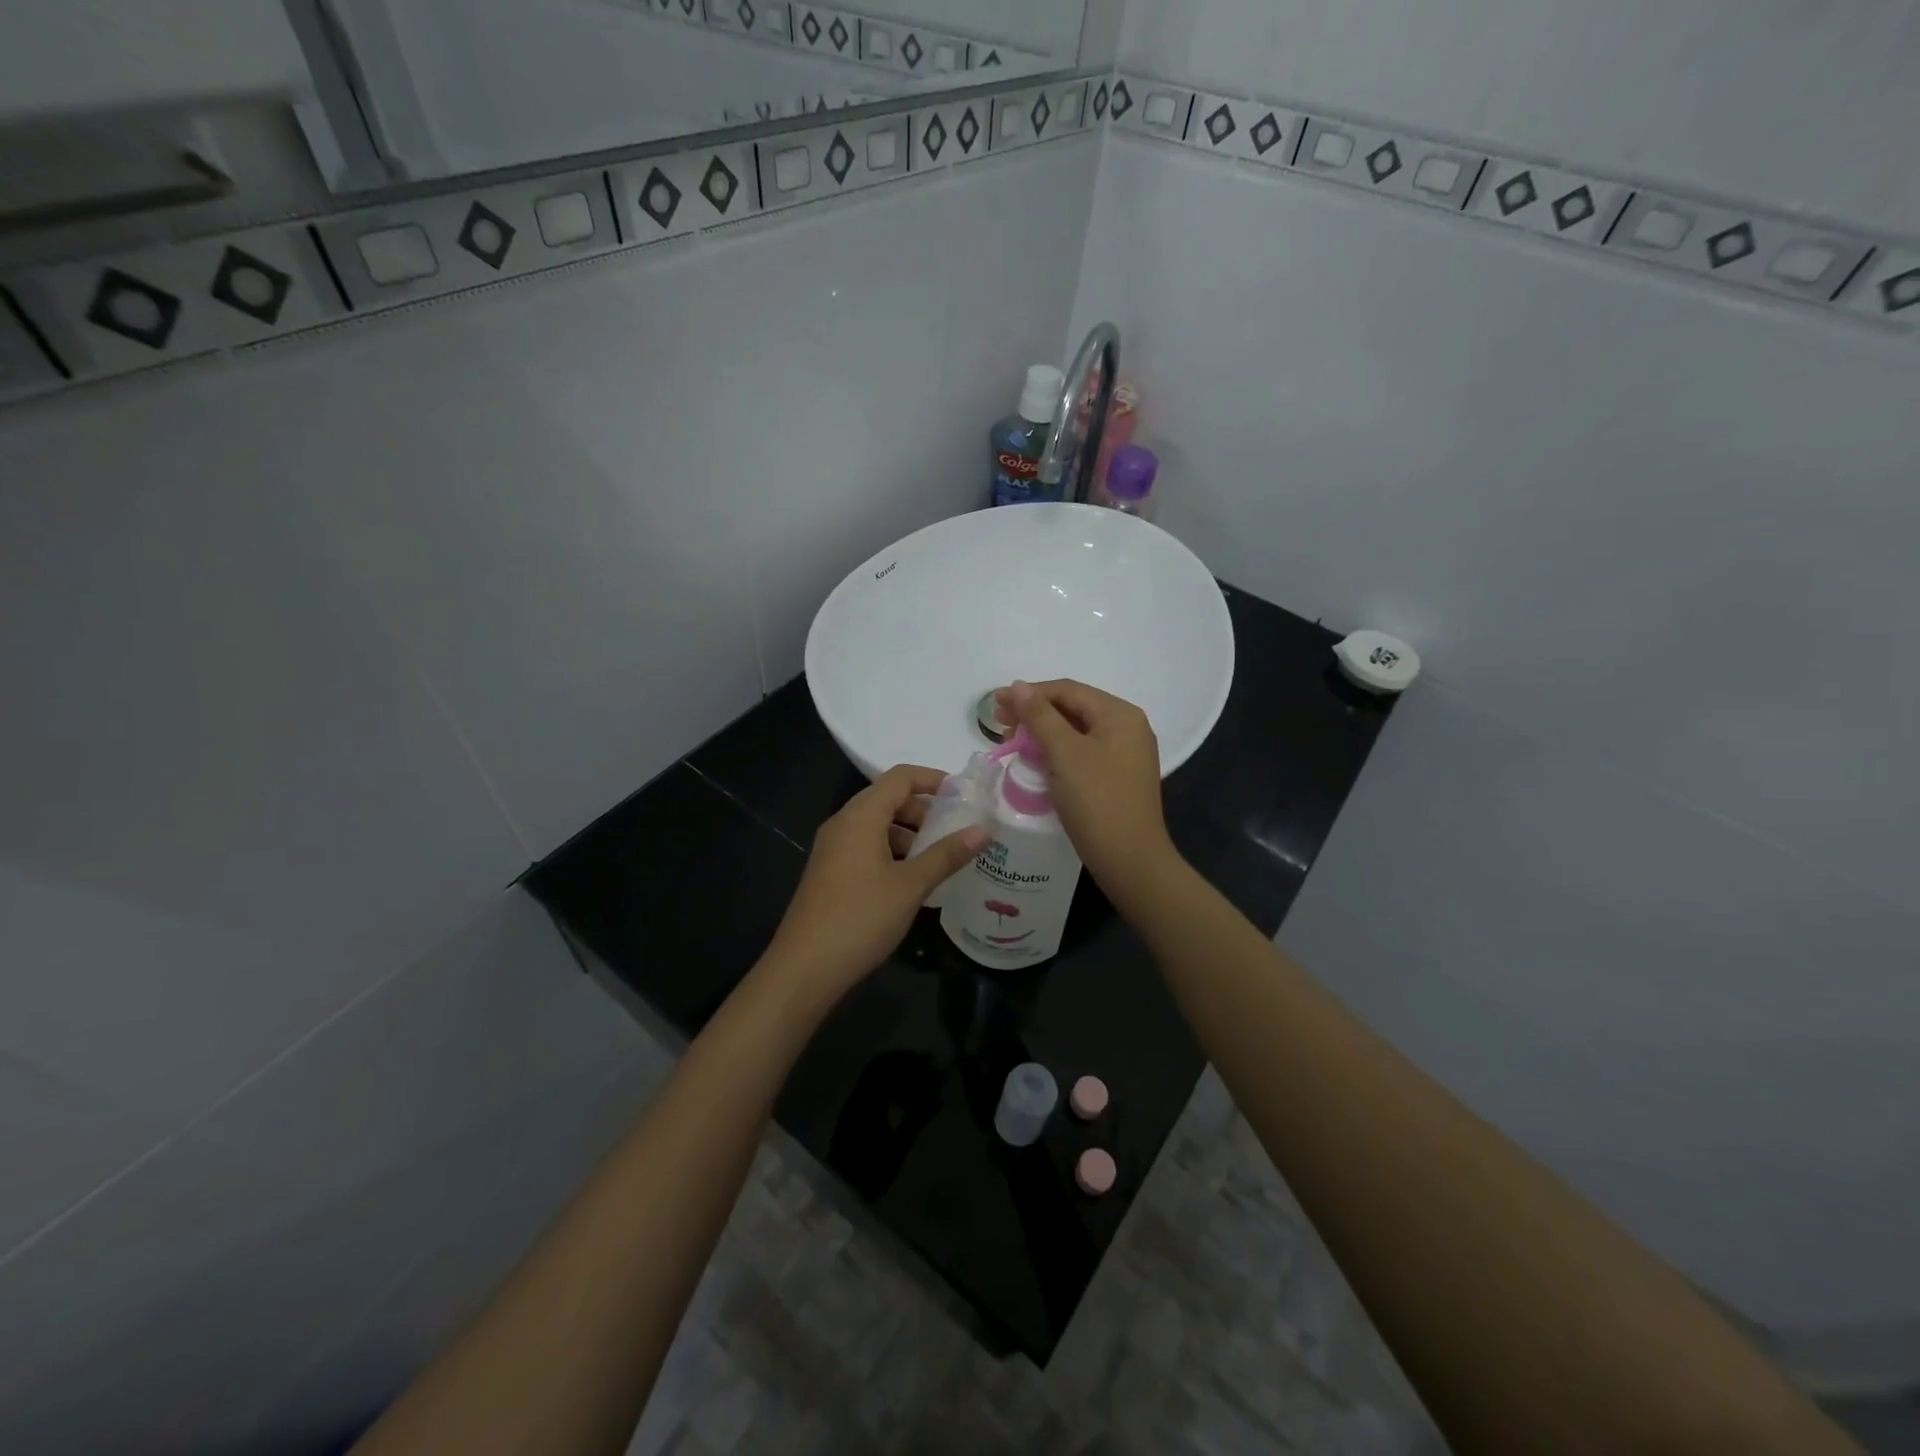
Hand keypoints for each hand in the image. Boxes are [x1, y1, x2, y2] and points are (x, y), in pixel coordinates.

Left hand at [761, 765, 985, 1003]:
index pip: (900, 777)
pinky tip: (912, 880)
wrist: (804, 968)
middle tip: (956, 831)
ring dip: (909, 834)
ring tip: (939, 858)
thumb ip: (947, 854)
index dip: (933, 778)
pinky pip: (866, 846)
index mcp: (861, 816)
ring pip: (877, 825)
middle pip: (888, 799)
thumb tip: (983, 829)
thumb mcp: (911, 885)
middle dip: (924, 810)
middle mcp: (843, 823)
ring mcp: (833, 848)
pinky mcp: (830, 872)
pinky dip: (892, 851)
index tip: (964, 795)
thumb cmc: (861, 918)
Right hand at [994, 679, 1178, 899]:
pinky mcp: (1118, 779)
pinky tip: (1036, 763)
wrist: (1130, 861)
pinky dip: (1057, 753)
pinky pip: (1083, 754)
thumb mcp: (1064, 753)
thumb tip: (1018, 687)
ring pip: (1076, 733)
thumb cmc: (1096, 800)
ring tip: (1013, 744)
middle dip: (1034, 714)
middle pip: (1073, 709)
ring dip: (1043, 734)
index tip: (995, 704)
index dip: (1029, 693)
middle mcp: (1128, 728)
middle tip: (1000, 725)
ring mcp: (1125, 755)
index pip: (1068, 690)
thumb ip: (1039, 716)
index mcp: (1120, 714)